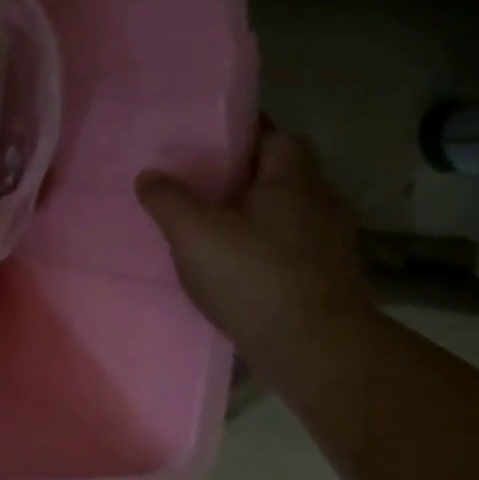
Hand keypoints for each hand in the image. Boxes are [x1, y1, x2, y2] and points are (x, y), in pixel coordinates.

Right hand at [136, 130, 375, 363]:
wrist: (313, 346)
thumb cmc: (252, 274)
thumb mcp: (193, 231)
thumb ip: (167, 198)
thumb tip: (150, 175)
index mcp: (292, 181)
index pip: (276, 137)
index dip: (245, 133)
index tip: (209, 139)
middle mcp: (319, 203)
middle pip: (281, 175)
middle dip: (244, 175)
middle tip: (198, 181)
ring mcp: (328, 243)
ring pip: (285, 212)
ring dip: (253, 213)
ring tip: (209, 223)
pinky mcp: (325, 277)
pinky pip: (287, 246)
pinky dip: (261, 245)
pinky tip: (231, 262)